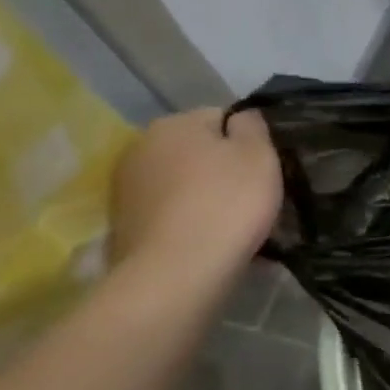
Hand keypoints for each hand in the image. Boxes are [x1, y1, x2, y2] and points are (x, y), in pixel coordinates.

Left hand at [109, 108, 282, 285]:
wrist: (177, 272)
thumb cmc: (227, 204)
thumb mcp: (259, 156)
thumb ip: (252, 126)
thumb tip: (241, 117)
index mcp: (174, 124)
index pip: (220, 117)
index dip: (248, 141)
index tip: (264, 168)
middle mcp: (141, 146)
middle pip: (196, 150)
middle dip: (221, 168)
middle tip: (252, 197)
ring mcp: (127, 187)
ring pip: (181, 182)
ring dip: (203, 194)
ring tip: (230, 223)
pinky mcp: (124, 224)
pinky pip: (169, 212)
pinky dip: (187, 220)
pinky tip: (207, 240)